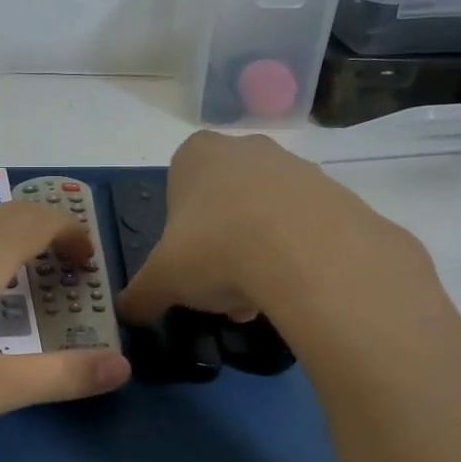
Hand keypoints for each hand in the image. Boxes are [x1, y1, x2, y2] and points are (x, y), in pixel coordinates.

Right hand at [114, 131, 432, 326]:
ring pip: (264, 214)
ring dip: (257, 253)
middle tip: (223, 289)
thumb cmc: (216, 249)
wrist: (309, 252)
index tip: (189, 267)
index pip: (178, 188)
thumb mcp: (163, 279)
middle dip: (220, 246)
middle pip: (223, 202)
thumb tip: (125, 313)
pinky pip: (305, 226)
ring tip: (261, 298)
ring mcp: (293, 165)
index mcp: (196, 154)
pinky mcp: (335, 191)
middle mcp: (244, 148)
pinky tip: (295, 288)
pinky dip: (296, 254)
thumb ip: (140, 295)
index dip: (180, 234)